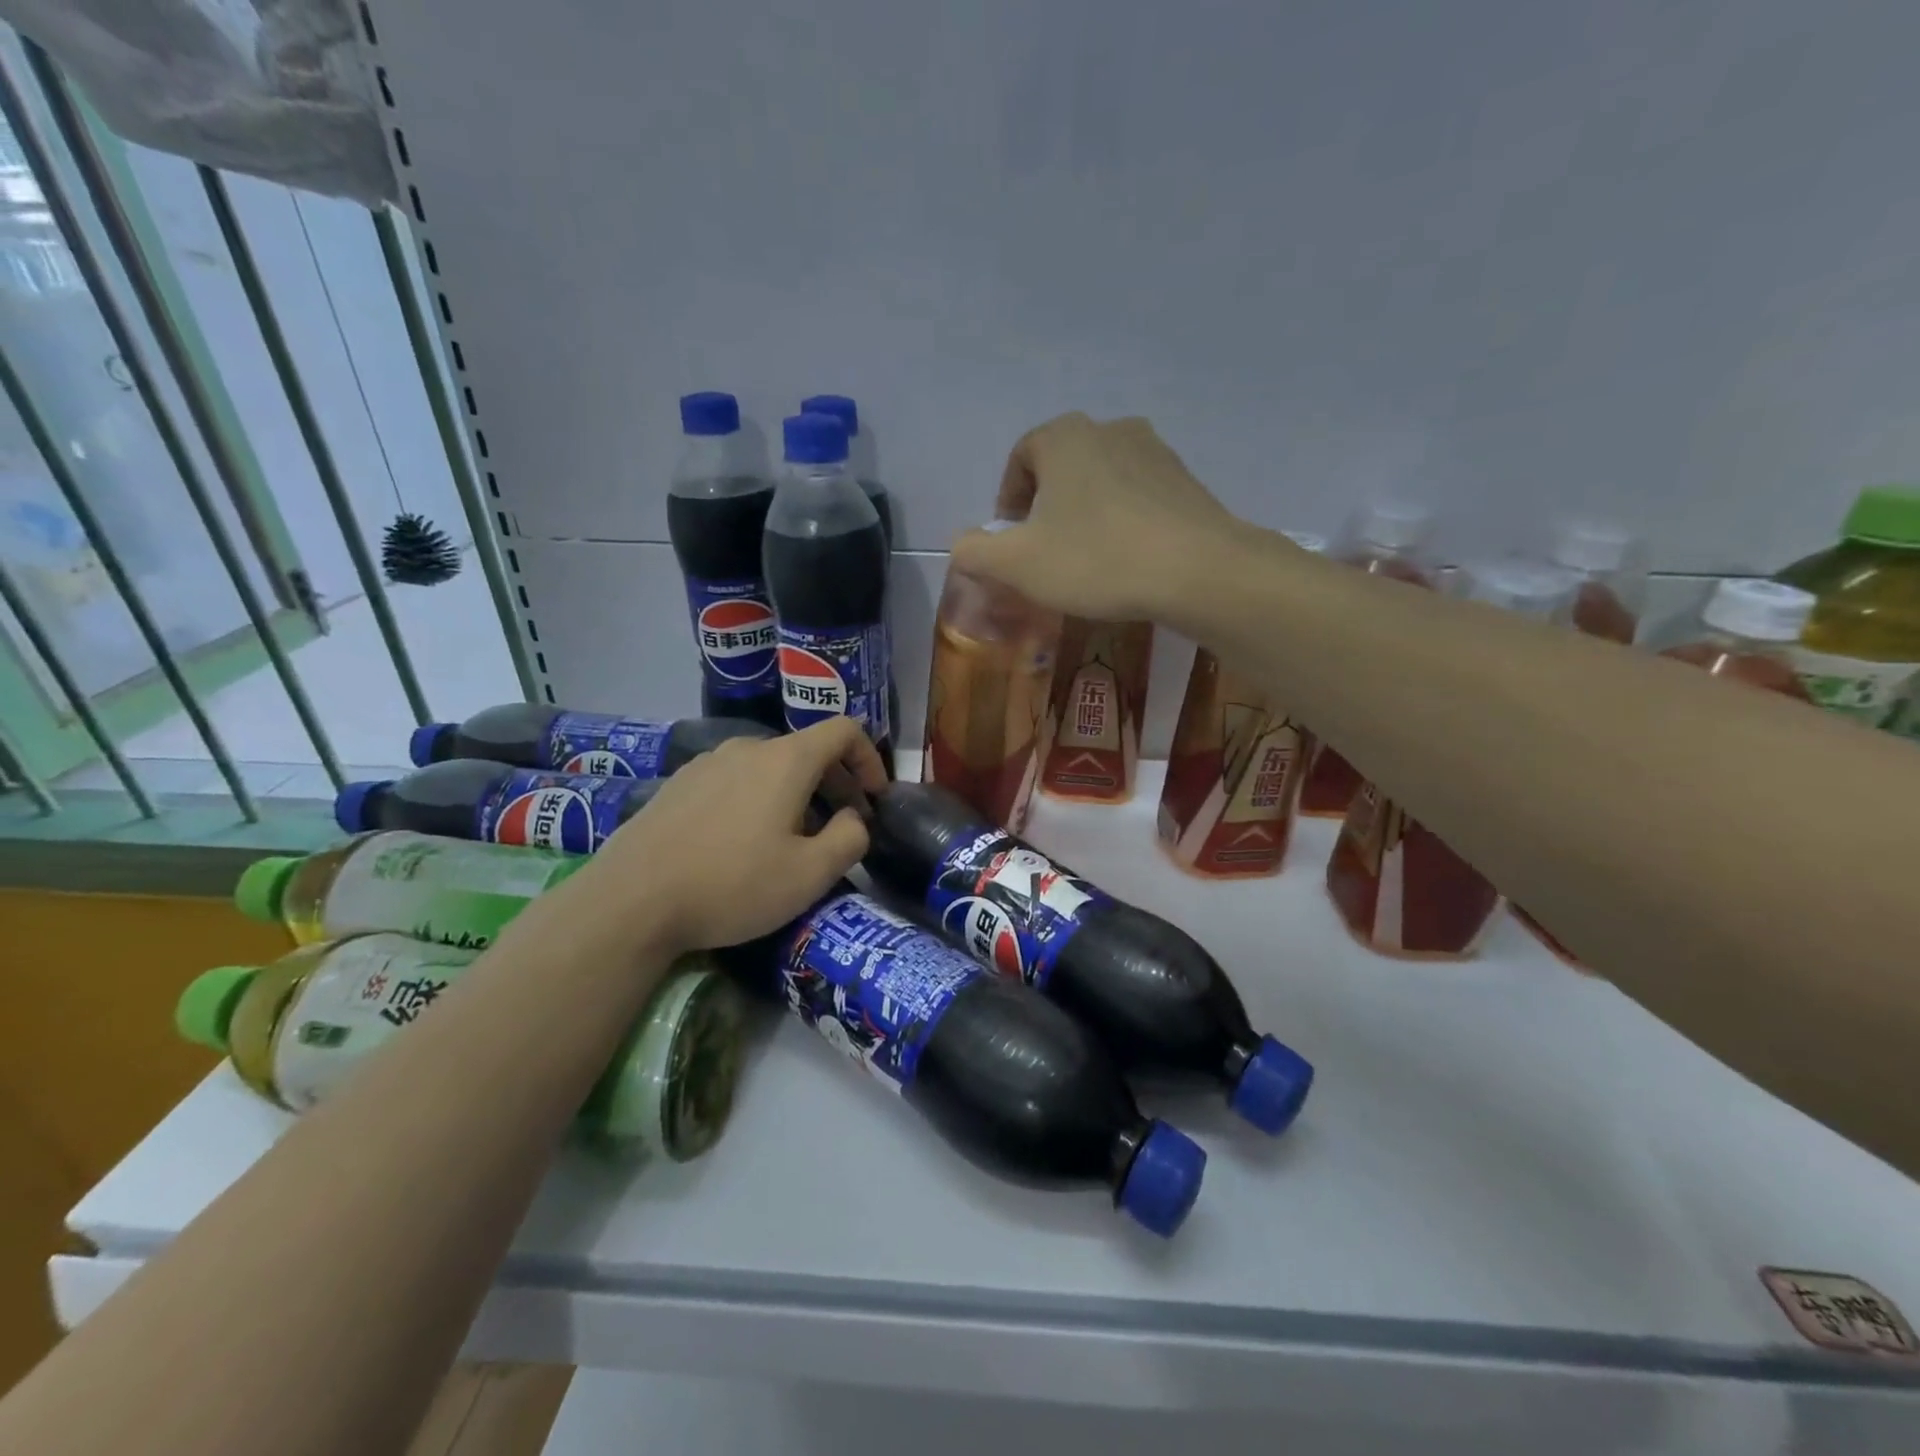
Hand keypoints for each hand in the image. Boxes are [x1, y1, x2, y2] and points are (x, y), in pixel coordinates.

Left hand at [580, 719, 886, 954]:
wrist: (630, 901)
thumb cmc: (733, 884)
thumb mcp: (811, 874)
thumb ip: (850, 838)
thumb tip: (853, 819)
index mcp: (786, 760)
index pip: (844, 730)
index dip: (870, 759)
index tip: (875, 798)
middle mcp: (747, 748)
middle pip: (807, 750)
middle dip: (837, 784)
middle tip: (843, 827)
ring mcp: (707, 764)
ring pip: (770, 768)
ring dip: (797, 794)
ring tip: (794, 840)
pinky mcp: (678, 785)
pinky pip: (735, 781)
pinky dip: (758, 800)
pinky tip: (743, 843)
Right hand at [948, 413, 1239, 620]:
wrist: (1198, 570)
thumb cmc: (1096, 559)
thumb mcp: (1018, 564)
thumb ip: (976, 552)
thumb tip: (963, 545)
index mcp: (1064, 438)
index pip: (1021, 457)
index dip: (1008, 499)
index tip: (1010, 539)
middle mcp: (1110, 429)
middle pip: (1062, 468)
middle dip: (1046, 508)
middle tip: (1044, 553)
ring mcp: (1155, 452)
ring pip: (1102, 482)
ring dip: (1086, 514)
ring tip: (1087, 560)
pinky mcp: (1186, 481)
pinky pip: (1138, 498)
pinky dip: (1123, 522)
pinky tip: (1127, 561)